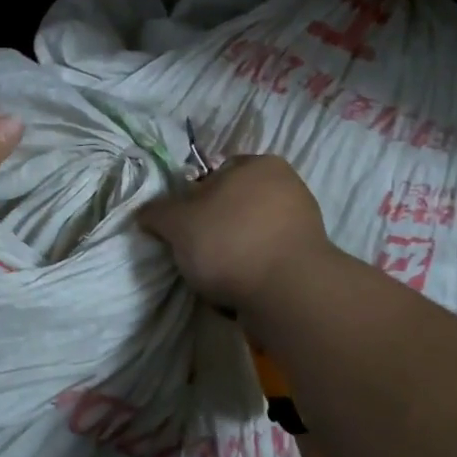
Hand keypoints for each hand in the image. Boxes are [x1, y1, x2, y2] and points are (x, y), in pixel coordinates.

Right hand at [138, 154, 331, 312]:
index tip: (182, 227)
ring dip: (233, 253)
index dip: (191, 201)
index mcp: (259, 164)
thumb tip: (146, 212)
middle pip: (233, 207)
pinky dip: (253, 272)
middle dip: (214, 229)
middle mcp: (287, 185)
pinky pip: (268, 260)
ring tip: (217, 278)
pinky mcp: (310, 259)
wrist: (288, 293)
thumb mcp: (177, 223)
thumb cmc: (230, 241)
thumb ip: (157, 212)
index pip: (214, 175)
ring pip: (250, 235)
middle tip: (195, 253)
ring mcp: (303, 223)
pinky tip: (240, 289)